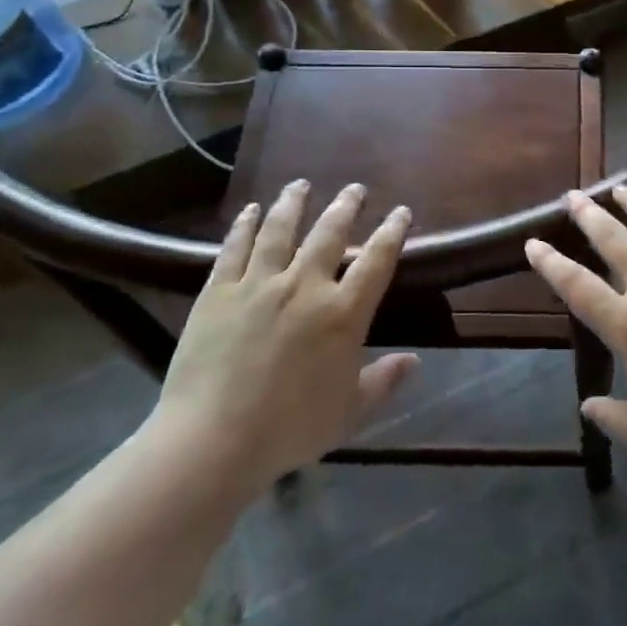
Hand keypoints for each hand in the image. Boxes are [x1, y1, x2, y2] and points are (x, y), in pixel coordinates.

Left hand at [154, 181, 416, 485]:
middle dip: (345, 206)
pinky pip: (234, 249)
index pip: (376, 260)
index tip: (401, 212)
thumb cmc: (290, 429)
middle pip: (329, 233)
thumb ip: (383, 381)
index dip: (392, 232)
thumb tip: (414, 360)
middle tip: (354, 189)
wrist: (213, 441)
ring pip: (280, 230)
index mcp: (342, 313)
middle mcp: (304, 286)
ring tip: (300, 184)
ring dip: (293, 203)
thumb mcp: (349, 412)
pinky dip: (244, 226)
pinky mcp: (218, 292)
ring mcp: (258, 285)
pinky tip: (250, 211)